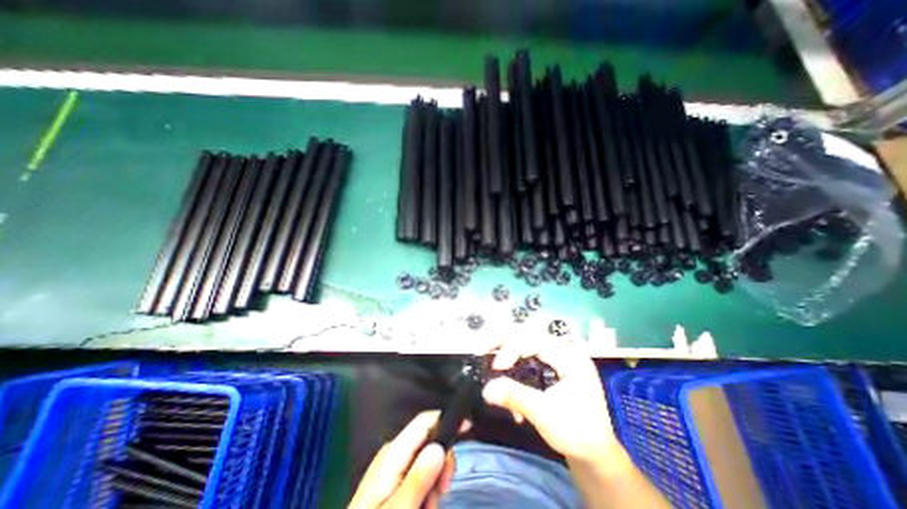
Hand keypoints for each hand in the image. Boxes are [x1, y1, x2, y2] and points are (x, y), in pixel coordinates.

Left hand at [347, 412, 466, 506]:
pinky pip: (419, 474)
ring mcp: (394, 466)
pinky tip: (421, 507)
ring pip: (428, 461)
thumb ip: (418, 478)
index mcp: (394, 451)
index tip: (469, 426)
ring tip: (426, 508)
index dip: (447, 419)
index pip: (425, 421)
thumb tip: (440, 447)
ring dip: (434, 483)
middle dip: (442, 463)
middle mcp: (395, 452)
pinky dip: (426, 490)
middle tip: (442, 491)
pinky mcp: (395, 479)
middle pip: (430, 439)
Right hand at [481, 339, 625, 465]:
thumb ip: (515, 396)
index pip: (534, 340)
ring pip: (526, 344)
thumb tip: (486, 389)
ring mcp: (559, 359)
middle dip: (505, 344)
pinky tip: (511, 388)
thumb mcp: (545, 414)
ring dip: (508, 356)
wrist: (595, 457)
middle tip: (484, 350)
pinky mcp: (553, 368)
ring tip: (494, 368)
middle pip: (529, 335)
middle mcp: (565, 351)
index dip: (511, 349)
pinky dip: (516, 368)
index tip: (495, 367)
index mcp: (570, 357)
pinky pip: (529, 358)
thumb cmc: (577, 434)